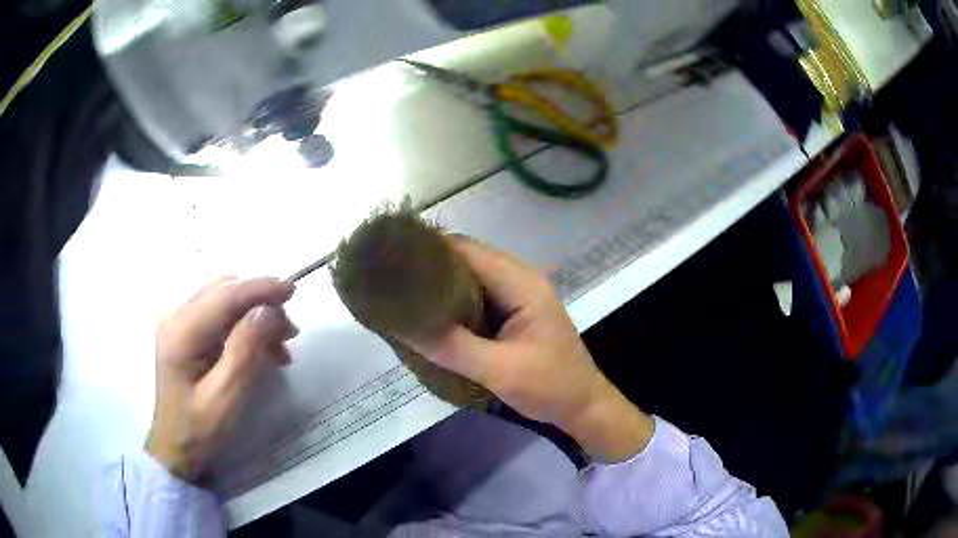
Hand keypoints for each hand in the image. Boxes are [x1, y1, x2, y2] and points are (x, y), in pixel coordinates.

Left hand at [146, 277, 296, 480]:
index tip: (293, 291)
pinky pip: (218, 313)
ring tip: (278, 348)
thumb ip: (244, 350)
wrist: (174, 447)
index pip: (226, 295)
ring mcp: (178, 322)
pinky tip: (257, 347)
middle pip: (225, 290)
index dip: (261, 288)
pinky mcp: (184, 331)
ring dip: (253, 314)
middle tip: (289, 335)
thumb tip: (267, 310)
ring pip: (224, 299)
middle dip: (260, 304)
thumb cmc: (199, 430)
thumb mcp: (225, 397)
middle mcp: (177, 316)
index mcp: (182, 331)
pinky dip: (242, 324)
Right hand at [408, 238, 653, 462]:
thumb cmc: (550, 386)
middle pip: (467, 260)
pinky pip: (478, 299)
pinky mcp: (514, 314)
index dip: (429, 251)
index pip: (467, 250)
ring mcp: (518, 297)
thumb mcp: (499, 370)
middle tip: (392, 283)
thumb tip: (402, 323)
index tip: (392, 261)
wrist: (584, 407)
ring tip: (404, 297)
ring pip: (471, 280)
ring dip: (441, 286)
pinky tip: (432, 317)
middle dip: (430, 268)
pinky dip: (454, 303)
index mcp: (521, 282)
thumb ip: (451, 346)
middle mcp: (519, 280)